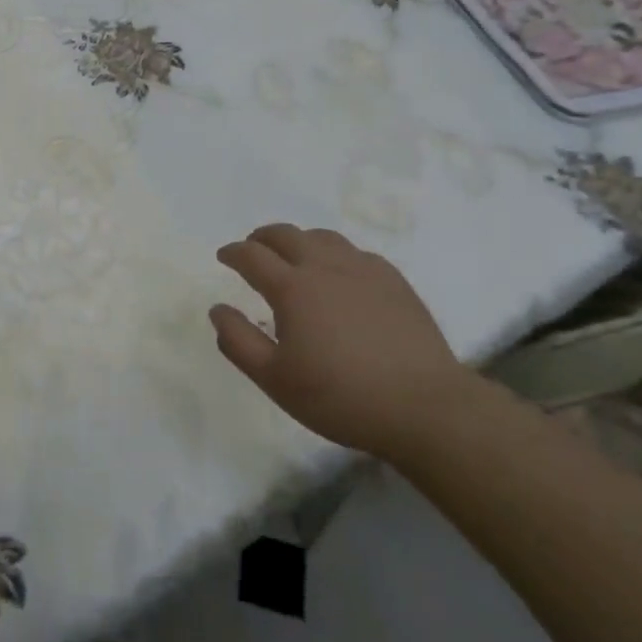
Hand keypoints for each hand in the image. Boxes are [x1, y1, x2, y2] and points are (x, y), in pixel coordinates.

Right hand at [210, 223, 482, 461]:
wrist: (424, 406)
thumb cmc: (340, 397)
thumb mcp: (275, 380)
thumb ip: (238, 342)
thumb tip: (217, 310)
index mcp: (292, 288)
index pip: (252, 256)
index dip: (233, 252)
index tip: (224, 256)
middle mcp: (324, 266)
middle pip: (286, 235)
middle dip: (262, 238)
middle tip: (254, 249)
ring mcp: (363, 269)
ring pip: (322, 237)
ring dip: (299, 240)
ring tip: (294, 256)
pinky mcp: (393, 280)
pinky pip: (355, 252)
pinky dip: (335, 254)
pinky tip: (339, 274)